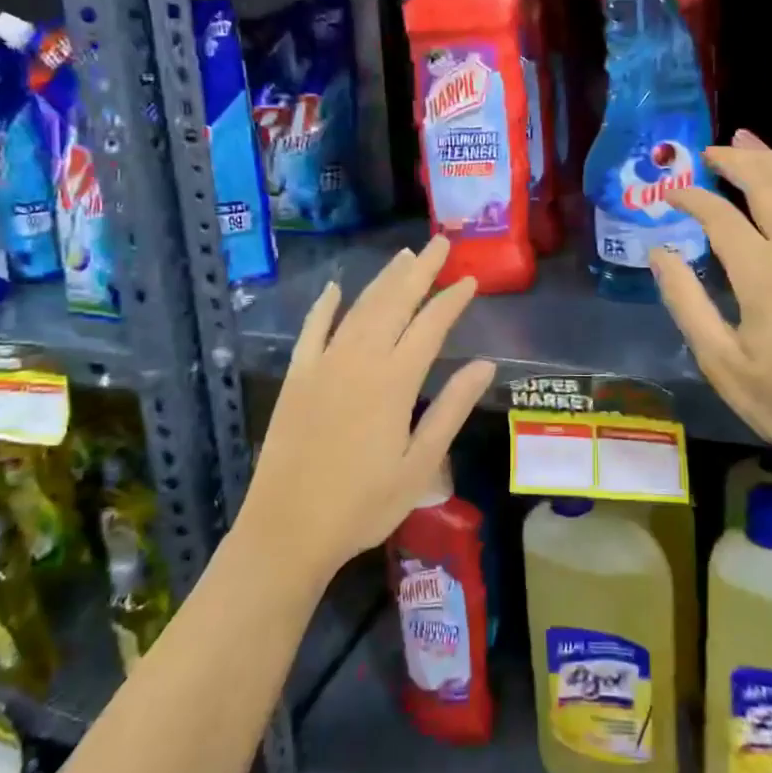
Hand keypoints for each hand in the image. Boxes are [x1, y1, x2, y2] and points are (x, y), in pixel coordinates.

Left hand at [237, 237, 495, 587]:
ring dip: (383, 280)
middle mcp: (359, 360)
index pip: (431, 326)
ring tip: (404, 256)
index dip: (452, 300)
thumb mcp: (420, 464)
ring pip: (359, 309)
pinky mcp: (297, 377)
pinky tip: (334, 288)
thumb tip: (485, 365)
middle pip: (394, 303)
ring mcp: (323, 365)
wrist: (287, 529)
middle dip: (420, 271)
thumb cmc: (363, 505)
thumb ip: (451, 408)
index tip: (470, 279)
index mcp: (394, 381)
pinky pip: (312, 330)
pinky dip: (324, 306)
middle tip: (440, 243)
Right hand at [650, 131, 771, 484]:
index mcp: (765, 272)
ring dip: (770, 164)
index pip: (720, 215)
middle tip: (710, 150)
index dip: (692, 198)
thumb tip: (660, 254)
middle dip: (736, 160)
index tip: (670, 194)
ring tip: (746, 145)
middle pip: (768, 183)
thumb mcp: (721, 361)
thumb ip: (686, 301)